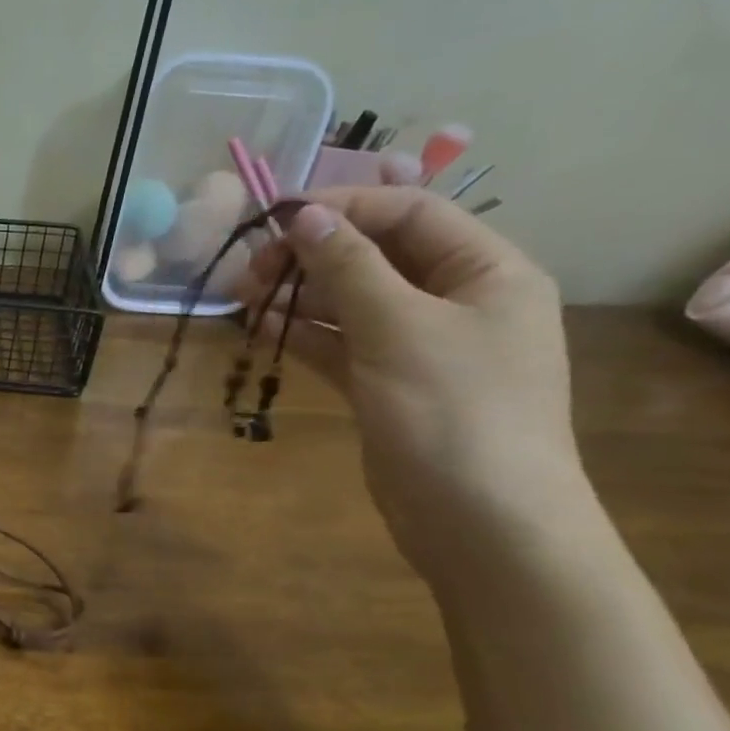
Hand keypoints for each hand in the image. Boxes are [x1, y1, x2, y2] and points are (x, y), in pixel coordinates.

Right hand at [237, 186, 585, 573]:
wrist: (482, 523)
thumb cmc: (453, 413)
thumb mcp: (400, 328)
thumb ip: (350, 267)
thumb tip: (304, 214)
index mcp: (486, 271)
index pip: (409, 213)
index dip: (343, 207)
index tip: (275, 219)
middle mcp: (457, 301)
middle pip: (376, 257)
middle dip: (313, 256)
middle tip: (250, 270)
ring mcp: (421, 348)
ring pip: (352, 303)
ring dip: (301, 295)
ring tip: (243, 298)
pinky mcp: (389, 387)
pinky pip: (343, 346)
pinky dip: (305, 335)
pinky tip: (263, 330)